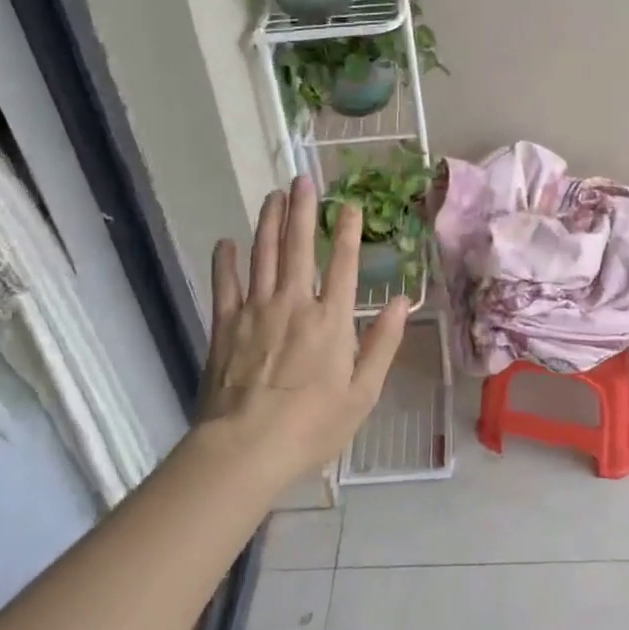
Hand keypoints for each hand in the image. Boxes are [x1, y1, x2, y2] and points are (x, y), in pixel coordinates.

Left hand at [200, 176, 408, 484]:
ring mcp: (256, 310)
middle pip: (299, 246)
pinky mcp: (226, 325)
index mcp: (332, 320)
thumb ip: (383, 344)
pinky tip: (226, 242)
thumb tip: (403, 302)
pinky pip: (225, 284)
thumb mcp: (363, 393)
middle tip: (302, 180)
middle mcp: (295, 303)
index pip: (345, 263)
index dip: (349, 231)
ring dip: (269, 222)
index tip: (350, 204)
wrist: (245, 448)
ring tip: (273, 196)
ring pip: (263, 255)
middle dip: (303, 210)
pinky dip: (225, 261)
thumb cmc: (312, 426)